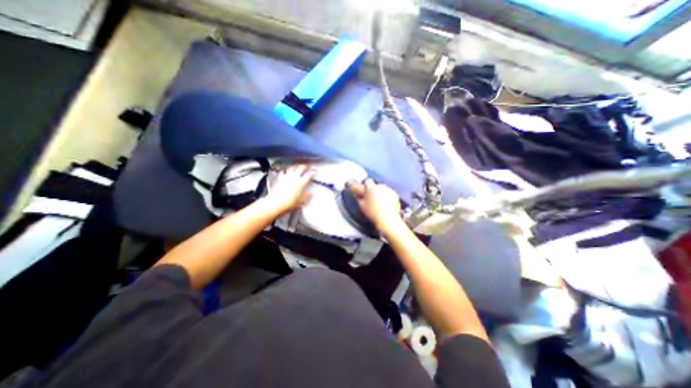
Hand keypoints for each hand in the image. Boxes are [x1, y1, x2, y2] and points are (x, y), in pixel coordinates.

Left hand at [265, 163, 315, 214]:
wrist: (277, 202)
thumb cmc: (290, 202)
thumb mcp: (301, 201)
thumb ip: (307, 196)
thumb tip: (312, 194)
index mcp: (301, 183)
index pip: (308, 175)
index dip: (313, 172)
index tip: (315, 171)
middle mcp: (294, 178)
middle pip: (300, 169)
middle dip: (305, 166)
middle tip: (307, 166)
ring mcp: (287, 177)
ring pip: (292, 168)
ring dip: (295, 166)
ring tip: (297, 166)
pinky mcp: (280, 179)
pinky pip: (282, 173)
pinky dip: (284, 171)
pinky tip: (284, 171)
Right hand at [349, 179, 402, 231]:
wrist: (387, 219)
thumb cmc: (372, 213)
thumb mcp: (362, 206)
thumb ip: (359, 198)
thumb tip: (358, 195)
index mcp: (371, 188)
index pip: (368, 181)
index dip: (367, 186)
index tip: (366, 191)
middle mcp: (381, 186)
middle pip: (377, 185)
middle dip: (375, 190)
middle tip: (373, 199)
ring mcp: (389, 190)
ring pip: (384, 190)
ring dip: (382, 194)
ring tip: (381, 204)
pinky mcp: (395, 195)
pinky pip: (390, 194)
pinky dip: (389, 198)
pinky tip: (387, 206)